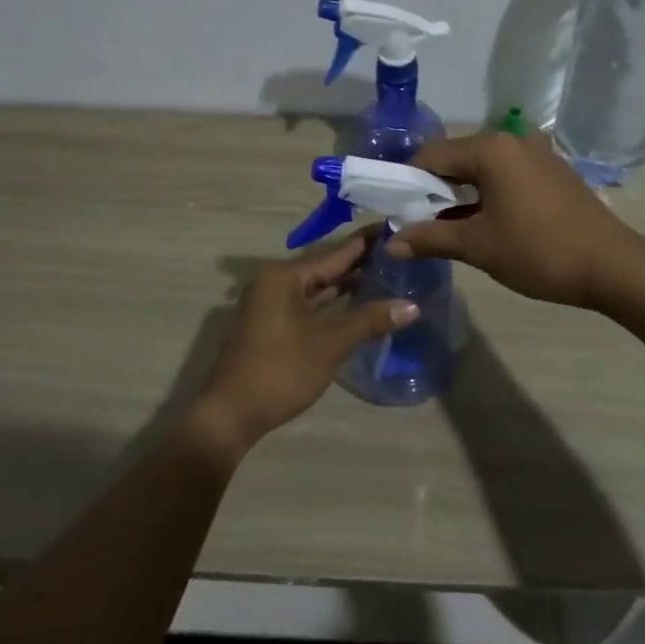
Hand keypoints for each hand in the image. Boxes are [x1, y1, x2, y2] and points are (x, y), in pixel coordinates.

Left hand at [194, 229, 419, 450]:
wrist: (232, 415)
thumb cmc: (281, 370)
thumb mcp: (331, 343)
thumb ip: (370, 319)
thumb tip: (412, 306)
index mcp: (285, 277)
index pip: (335, 253)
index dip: (367, 243)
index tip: (396, 229)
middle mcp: (275, 283)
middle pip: (325, 269)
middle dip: (360, 264)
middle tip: (400, 254)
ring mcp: (271, 306)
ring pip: (317, 289)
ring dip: (347, 286)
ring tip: (387, 277)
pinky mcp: (272, 328)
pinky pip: (309, 306)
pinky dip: (332, 306)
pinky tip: (358, 307)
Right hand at [385, 132, 644, 307]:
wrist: (613, 266)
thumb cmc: (539, 251)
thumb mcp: (478, 246)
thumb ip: (429, 239)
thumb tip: (389, 244)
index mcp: (490, 148)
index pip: (430, 155)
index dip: (406, 183)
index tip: (394, 212)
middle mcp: (511, 140)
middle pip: (455, 158)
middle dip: (432, 190)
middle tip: (417, 225)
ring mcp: (536, 153)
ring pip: (481, 168)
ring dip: (459, 195)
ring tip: (446, 228)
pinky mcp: (551, 171)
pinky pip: (505, 175)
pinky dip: (486, 194)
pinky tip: (482, 222)